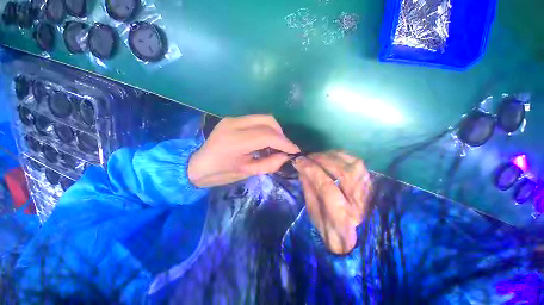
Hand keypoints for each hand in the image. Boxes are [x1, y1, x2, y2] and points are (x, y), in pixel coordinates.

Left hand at [188, 115, 299, 187]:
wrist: (197, 165)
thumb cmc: (220, 173)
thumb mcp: (246, 172)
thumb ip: (269, 164)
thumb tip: (286, 156)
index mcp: (235, 141)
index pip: (267, 136)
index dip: (284, 143)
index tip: (295, 151)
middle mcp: (234, 124)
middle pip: (268, 121)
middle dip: (281, 134)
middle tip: (284, 148)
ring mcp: (233, 119)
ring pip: (264, 118)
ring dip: (274, 131)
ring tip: (276, 145)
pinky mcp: (233, 119)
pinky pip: (256, 120)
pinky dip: (266, 129)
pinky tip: (265, 140)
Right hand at [293, 152, 371, 254]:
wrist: (357, 234)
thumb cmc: (329, 226)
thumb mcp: (313, 211)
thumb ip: (308, 188)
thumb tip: (302, 168)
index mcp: (342, 216)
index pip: (326, 187)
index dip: (311, 170)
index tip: (298, 161)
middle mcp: (359, 202)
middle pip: (342, 172)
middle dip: (321, 160)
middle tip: (307, 157)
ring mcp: (367, 190)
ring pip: (351, 164)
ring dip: (330, 156)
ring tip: (316, 156)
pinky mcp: (369, 181)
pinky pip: (355, 161)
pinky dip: (341, 156)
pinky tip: (329, 156)